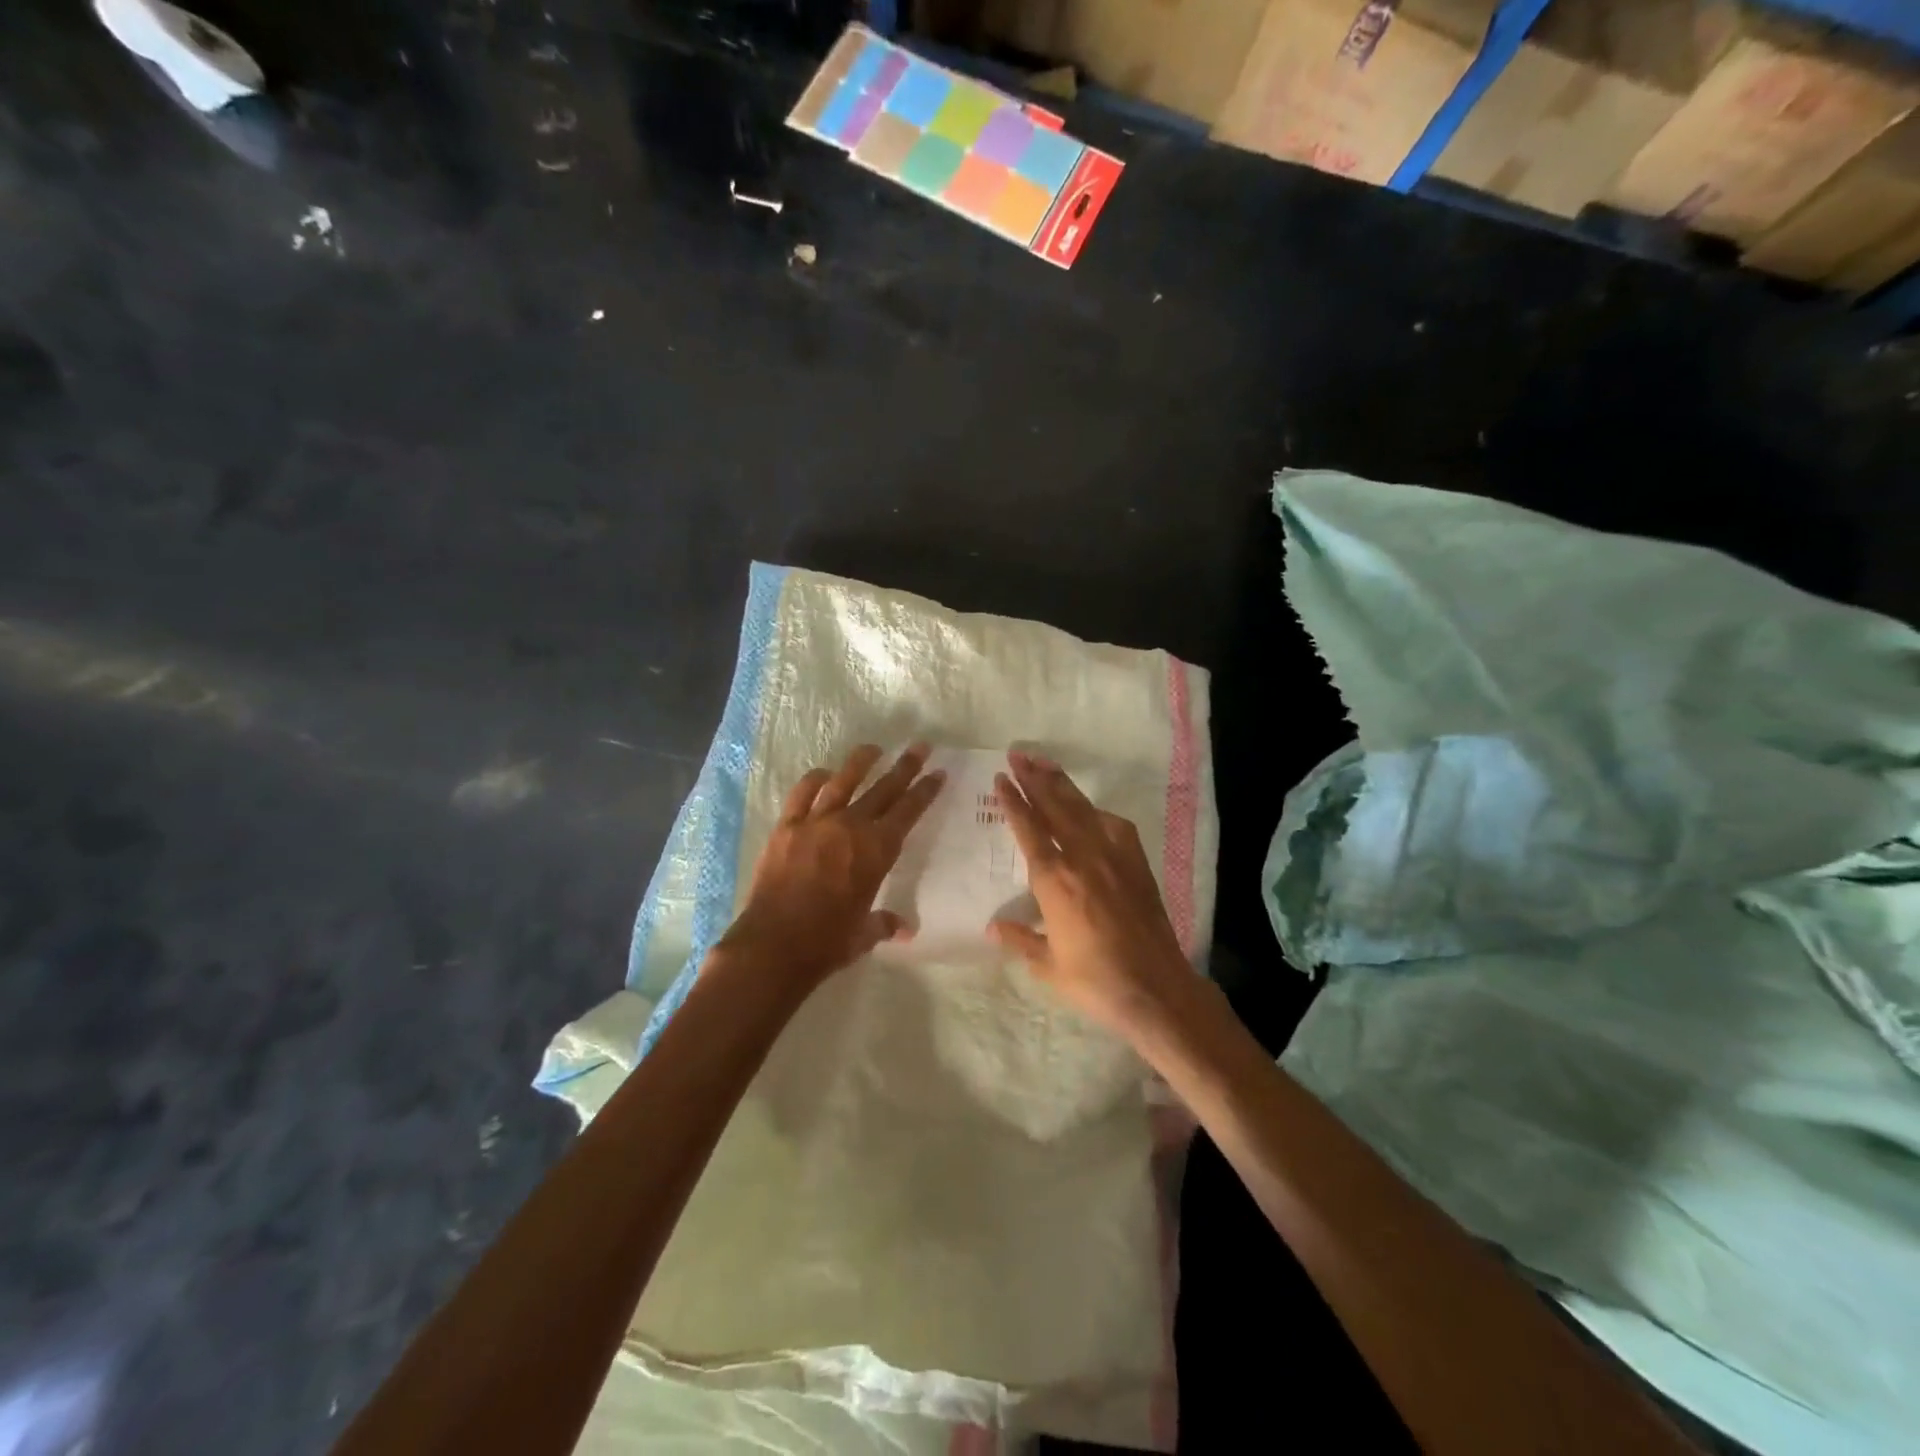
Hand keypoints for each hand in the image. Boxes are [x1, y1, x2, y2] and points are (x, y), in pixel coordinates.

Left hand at [714, 743, 945, 989]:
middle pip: (883, 788)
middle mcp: (851, 827)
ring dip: (861, 762)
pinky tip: (823, 773)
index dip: (925, 791)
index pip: (908, 811)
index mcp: (877, 851)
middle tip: (919, 746)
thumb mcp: (864, 935)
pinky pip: (803, 793)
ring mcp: (817, 822)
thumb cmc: (827, 942)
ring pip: (844, 781)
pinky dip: (815, 780)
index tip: (937, 772)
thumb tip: (903, 928)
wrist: (774, 944)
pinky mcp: (786, 826)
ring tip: (874, 748)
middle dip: (905, 766)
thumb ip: (884, 923)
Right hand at [988, 751, 1194, 1040]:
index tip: (1002, 778)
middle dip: (1035, 778)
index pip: (1028, 829)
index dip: (1013, 802)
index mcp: (1054, 881)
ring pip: (1083, 809)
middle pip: (1055, 807)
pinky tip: (1090, 809)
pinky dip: (1097, 812)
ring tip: (1045, 762)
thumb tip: (993, 926)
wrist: (1156, 988)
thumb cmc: (1095, 980)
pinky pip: (1113, 826)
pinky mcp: (1136, 863)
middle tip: (1019, 753)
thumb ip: (1020, 940)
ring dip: (1062, 784)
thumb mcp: (1048, 966)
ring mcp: (1113, 856)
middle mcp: (1082, 858)